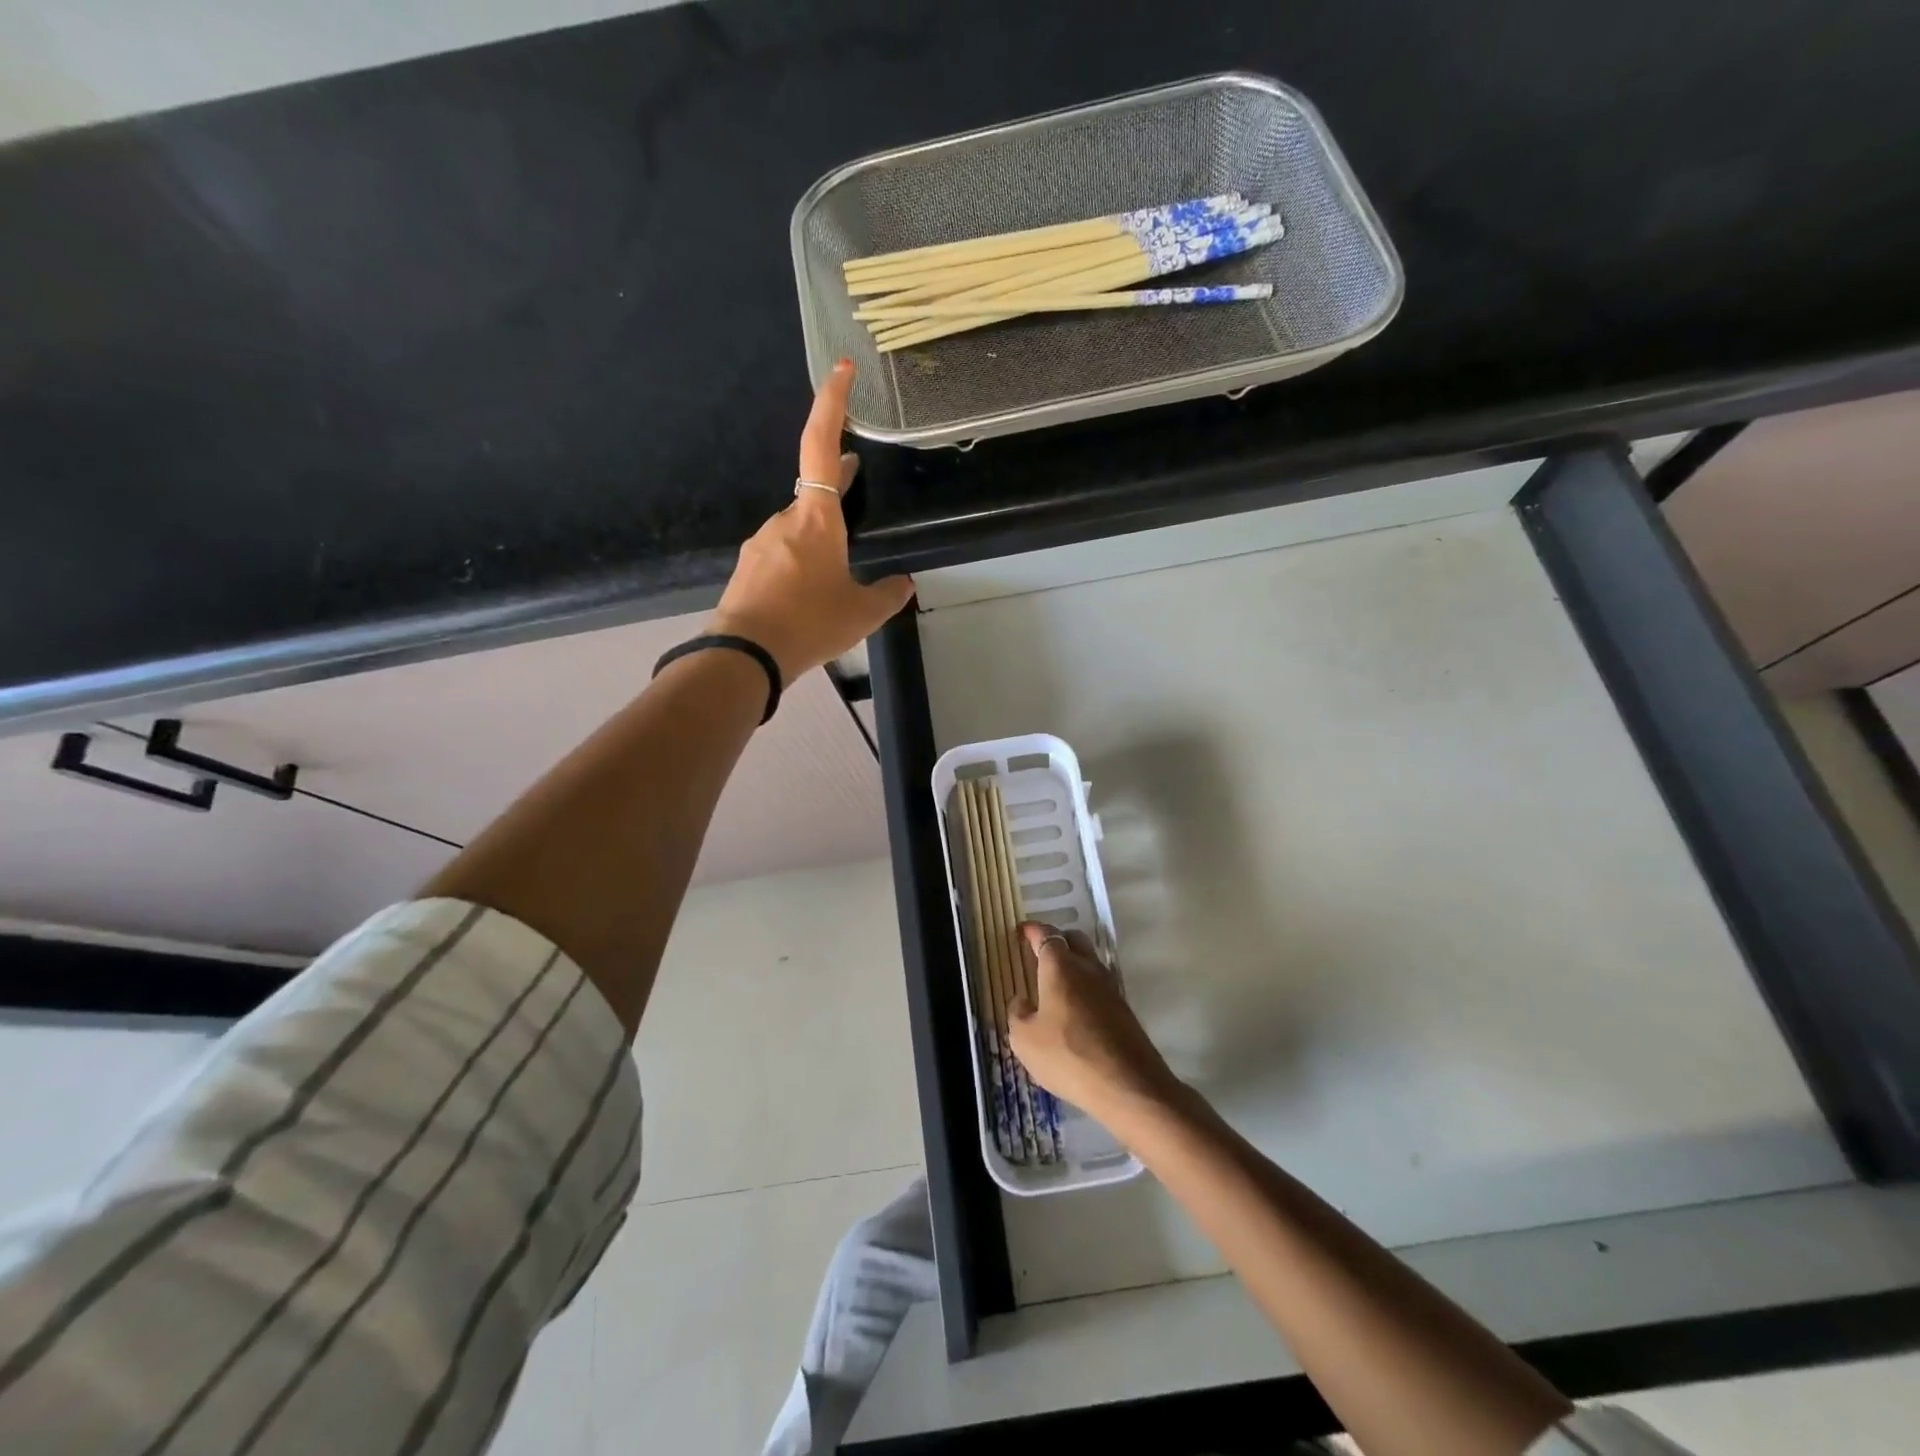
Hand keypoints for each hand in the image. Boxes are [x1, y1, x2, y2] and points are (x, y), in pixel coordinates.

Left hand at [709, 360, 913, 681]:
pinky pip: (782, 553)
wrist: (745, 655)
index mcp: (817, 520)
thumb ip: (888, 594)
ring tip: (837, 566)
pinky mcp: (750, 568)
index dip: (832, 404)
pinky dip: (800, 560)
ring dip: (819, 533)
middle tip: (855, 470)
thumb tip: (902, 584)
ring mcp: (762, 543)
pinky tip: (808, 590)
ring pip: (798, 526)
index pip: (821, 446)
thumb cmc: (810, 623)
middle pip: (813, 488)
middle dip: (836, 478)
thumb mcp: (862, 614)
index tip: (841, 369)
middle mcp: (786, 520)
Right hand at [1009, 923, 1182, 1122]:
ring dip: (1074, 964)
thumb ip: (1018, 1014)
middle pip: (1074, 940)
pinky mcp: (1124, 1010)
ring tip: (1057, 983)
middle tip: (1040, 953)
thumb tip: (1022, 1001)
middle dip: (1057, 940)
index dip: (1032, 930)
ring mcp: (1110, 988)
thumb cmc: (1068, 1055)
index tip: (1021, 931)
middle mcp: (1088, 968)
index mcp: (1060, 967)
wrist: (1128, 1085)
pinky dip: (1086, 988)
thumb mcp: (1025, 1040)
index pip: (1046, 935)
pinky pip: (1100, 986)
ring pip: (1090, 962)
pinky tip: (1076, 1009)